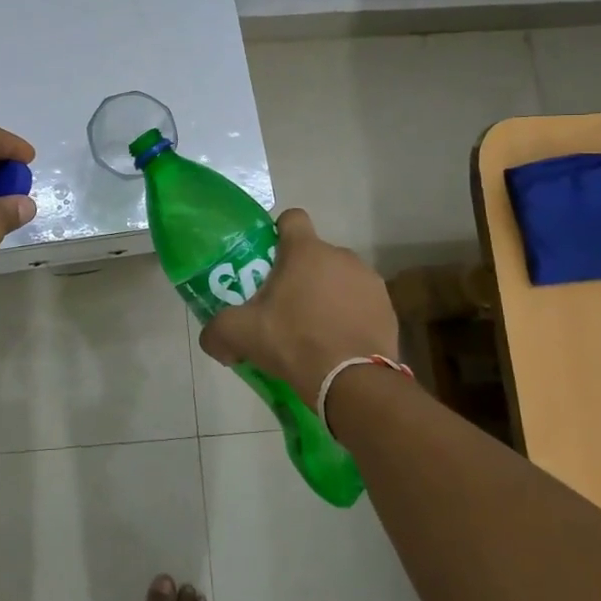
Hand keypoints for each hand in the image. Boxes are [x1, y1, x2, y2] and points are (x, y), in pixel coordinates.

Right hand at [198, 208, 397, 405]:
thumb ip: (217, 331)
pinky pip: (361, 303)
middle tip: (283, 306)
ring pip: (340, 279)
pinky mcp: (388, 309)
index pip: (292, 219)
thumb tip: (213, 340)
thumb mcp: (240, 335)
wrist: (353, 381)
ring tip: (313, 329)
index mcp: (306, 251)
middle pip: (314, 254)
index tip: (269, 259)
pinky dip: (350, 316)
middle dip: (300, 274)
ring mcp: (369, 281)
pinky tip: (338, 343)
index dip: (278, 233)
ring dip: (327, 295)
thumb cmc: (293, 342)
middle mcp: (341, 256)